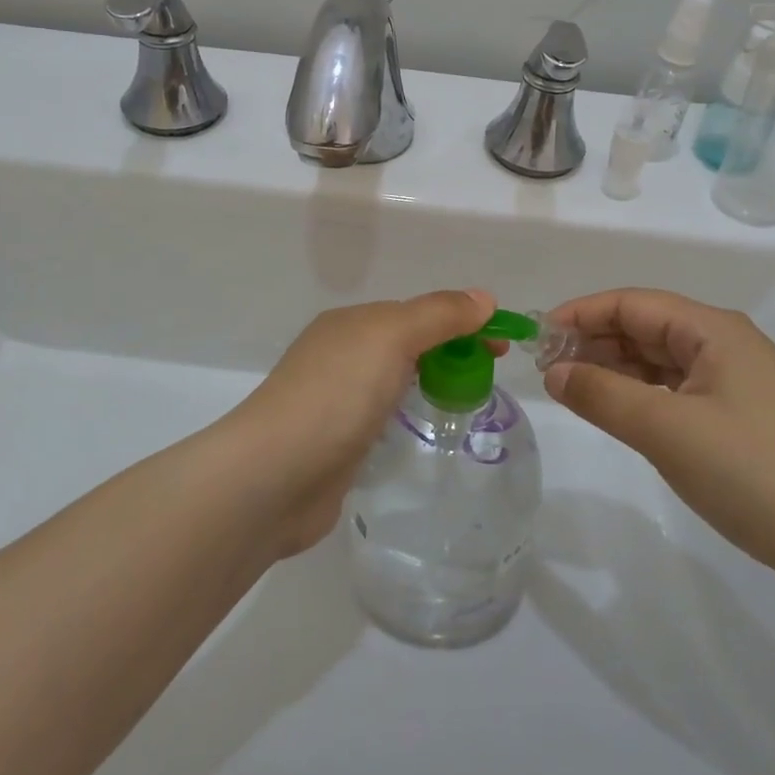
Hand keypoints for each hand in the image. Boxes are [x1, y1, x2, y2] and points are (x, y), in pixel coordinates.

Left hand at [221, 289, 495, 554]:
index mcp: (352, 322)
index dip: (463, 321)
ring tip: (465, 399)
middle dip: (450, 350)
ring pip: (394, 378)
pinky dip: (406, 412)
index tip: (501, 346)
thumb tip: (484, 298)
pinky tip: (420, 426)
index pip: (419, 311)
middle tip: (490, 375)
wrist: (273, 476)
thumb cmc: (337, 394)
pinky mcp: (336, 441)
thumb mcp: (391, 337)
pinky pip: (382, 415)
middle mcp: (341, 353)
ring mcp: (335, 399)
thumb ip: (438, 315)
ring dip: (429, 379)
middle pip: (408, 342)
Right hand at [543, 288, 774, 598]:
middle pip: (647, 327)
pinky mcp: (741, 417)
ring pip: (661, 359)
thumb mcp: (665, 429)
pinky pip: (677, 389)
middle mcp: (726, 344)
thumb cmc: (750, 472)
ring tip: (573, 389)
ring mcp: (737, 382)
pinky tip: (619, 412)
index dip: (582, 313)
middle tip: (549, 369)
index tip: (539, 336)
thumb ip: (602, 395)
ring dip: (616, 369)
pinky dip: (642, 394)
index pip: (633, 303)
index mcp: (713, 330)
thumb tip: (554, 372)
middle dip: (596, 341)